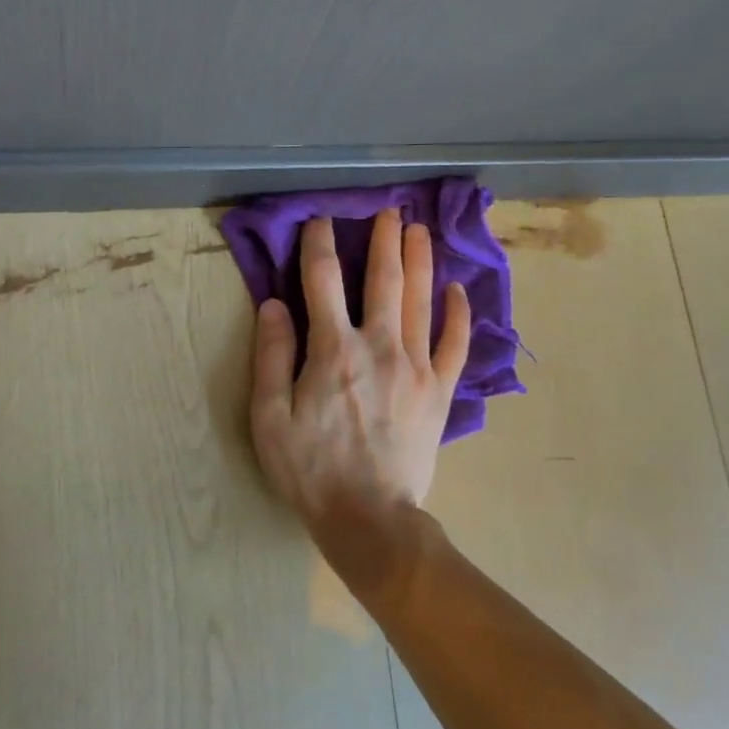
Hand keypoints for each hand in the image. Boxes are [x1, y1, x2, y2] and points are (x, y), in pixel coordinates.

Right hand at [250, 212, 469, 583]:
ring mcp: (416, 366)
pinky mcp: (439, 391)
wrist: (369, 518)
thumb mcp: (270, 417)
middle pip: (384, 279)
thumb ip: (271, 356)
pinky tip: (458, 290)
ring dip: (420, 260)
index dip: (319, 244)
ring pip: (421, 300)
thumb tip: (273, 304)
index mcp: (333, 349)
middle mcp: (379, 345)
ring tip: (419, 230)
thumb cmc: (310, 469)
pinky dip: (458, 314)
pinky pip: (454, 343)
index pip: (322, 280)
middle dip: (383, 240)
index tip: (320, 220)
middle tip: (388, 211)